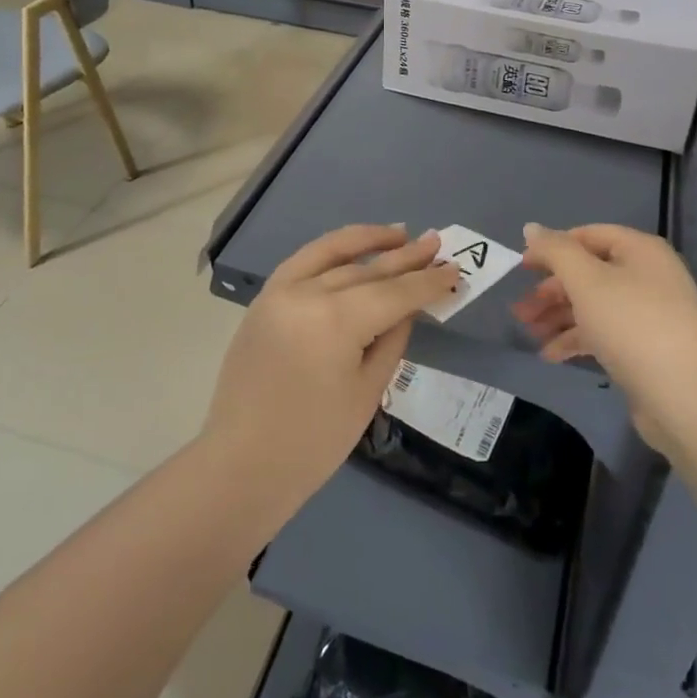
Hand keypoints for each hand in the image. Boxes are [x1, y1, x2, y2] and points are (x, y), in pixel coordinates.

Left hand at [202, 225, 459, 511]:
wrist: (242, 465)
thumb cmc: (314, 442)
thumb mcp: (367, 391)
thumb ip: (392, 339)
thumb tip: (407, 306)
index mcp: (336, 321)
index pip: (394, 293)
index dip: (427, 283)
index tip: (454, 270)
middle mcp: (307, 294)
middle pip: (368, 270)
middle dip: (406, 258)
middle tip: (437, 243)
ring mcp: (280, 292)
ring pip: (334, 257)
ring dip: (370, 242)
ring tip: (401, 233)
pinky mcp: (264, 299)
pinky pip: (303, 261)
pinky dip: (331, 249)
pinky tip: (354, 246)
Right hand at [513, 223, 696, 451]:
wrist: (682, 397)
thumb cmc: (631, 325)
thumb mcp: (586, 281)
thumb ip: (556, 251)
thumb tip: (531, 227)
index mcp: (641, 250)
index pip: (589, 235)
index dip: (553, 248)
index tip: (522, 268)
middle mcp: (648, 275)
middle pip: (589, 272)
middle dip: (551, 291)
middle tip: (520, 310)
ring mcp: (650, 313)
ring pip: (594, 305)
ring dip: (559, 316)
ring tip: (529, 333)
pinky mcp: (647, 346)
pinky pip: (606, 332)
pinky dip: (578, 338)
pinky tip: (551, 355)